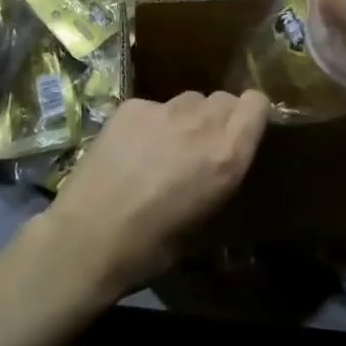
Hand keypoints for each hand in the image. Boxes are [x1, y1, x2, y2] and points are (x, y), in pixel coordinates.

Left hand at [43, 90, 268, 293]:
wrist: (88, 238)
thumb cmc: (152, 247)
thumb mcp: (205, 219)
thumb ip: (220, 175)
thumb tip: (220, 163)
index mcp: (227, 155)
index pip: (256, 103)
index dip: (252, 115)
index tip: (243, 132)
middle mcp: (201, 123)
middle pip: (223, 99)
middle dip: (219, 117)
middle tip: (201, 146)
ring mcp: (163, 109)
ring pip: (189, 99)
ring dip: (186, 118)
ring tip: (165, 147)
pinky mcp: (131, 107)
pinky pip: (153, 106)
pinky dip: (150, 122)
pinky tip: (131, 149)